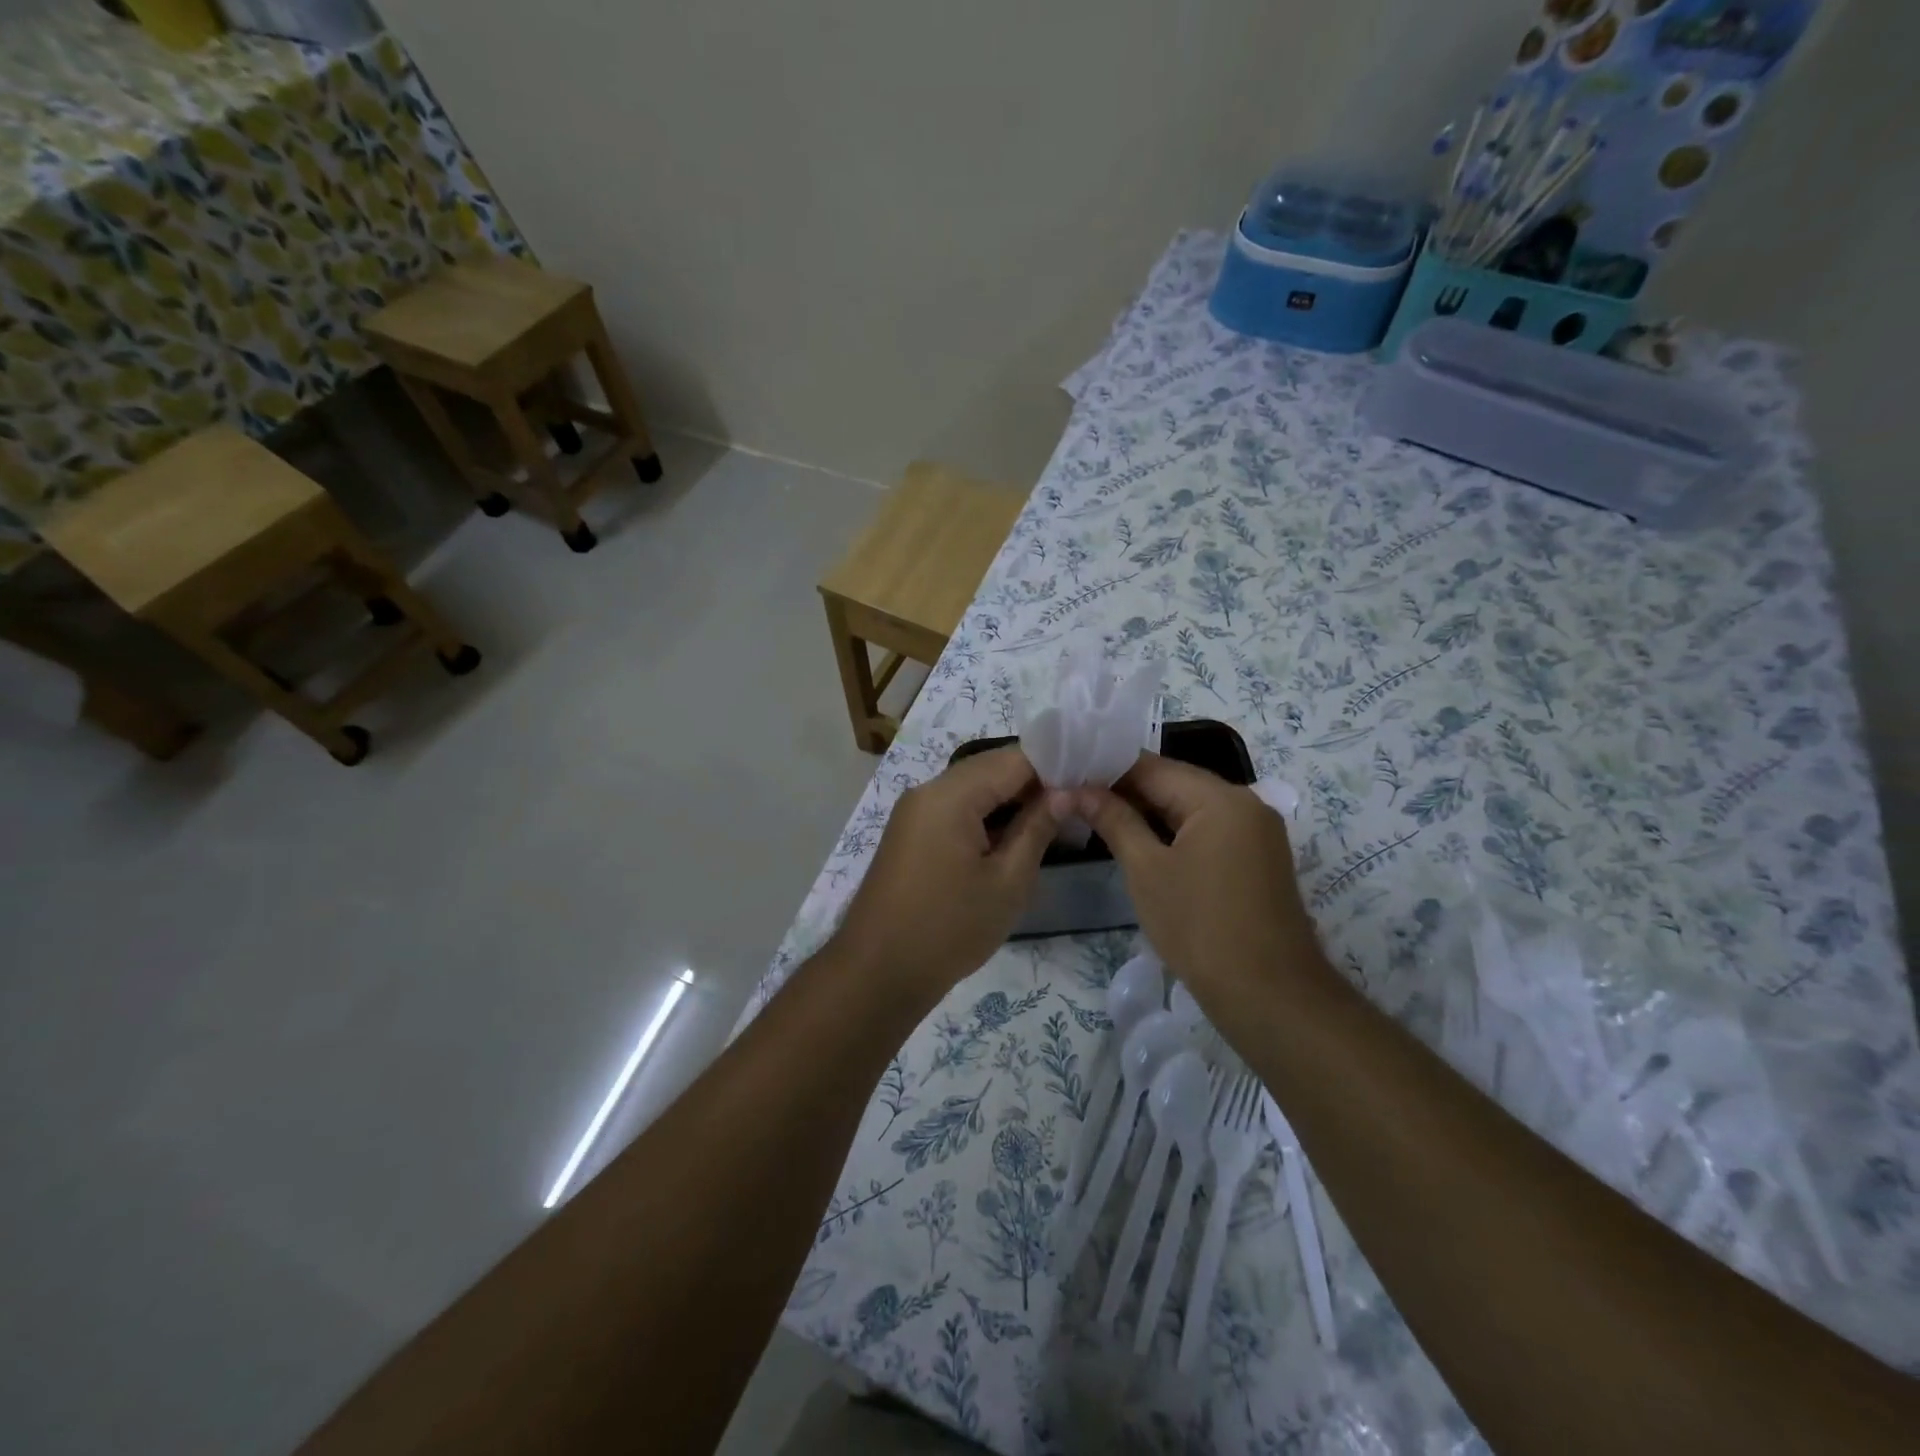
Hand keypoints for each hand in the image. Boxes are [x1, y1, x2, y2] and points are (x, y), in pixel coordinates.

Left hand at [833, 746, 1054, 999]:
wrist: (878, 972)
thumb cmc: (950, 928)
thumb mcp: (1007, 881)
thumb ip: (1037, 828)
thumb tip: (1065, 793)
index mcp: (951, 794)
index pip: (1014, 759)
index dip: (1055, 766)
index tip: (1089, 782)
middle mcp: (928, 790)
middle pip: (991, 769)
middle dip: (1034, 783)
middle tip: (1077, 804)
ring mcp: (915, 811)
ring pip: (973, 789)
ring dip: (1010, 801)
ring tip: (1054, 822)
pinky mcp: (911, 833)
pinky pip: (955, 809)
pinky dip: (986, 817)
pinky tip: (1013, 837)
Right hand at [1058, 754, 1325, 1003]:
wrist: (1268, 995)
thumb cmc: (1199, 927)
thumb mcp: (1146, 870)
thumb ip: (1113, 820)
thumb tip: (1074, 790)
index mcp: (1219, 797)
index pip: (1152, 766)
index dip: (1106, 769)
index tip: (1068, 776)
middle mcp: (1245, 802)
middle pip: (1175, 783)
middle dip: (1126, 790)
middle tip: (1076, 798)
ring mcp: (1257, 830)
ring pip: (1191, 807)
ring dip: (1149, 811)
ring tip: (1099, 817)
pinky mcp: (1259, 857)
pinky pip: (1209, 829)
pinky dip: (1175, 831)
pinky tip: (1141, 841)